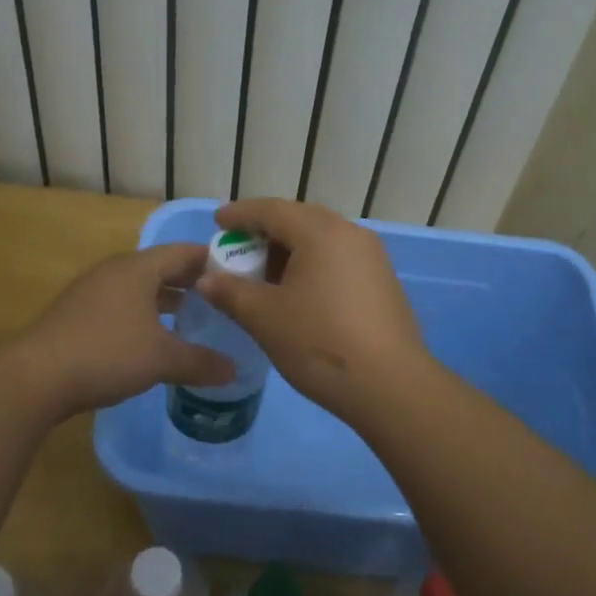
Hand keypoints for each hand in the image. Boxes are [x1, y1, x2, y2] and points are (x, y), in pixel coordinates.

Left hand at [16, 243, 235, 418]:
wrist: (36, 376)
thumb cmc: (106, 354)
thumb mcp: (161, 359)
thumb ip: (200, 362)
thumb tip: (233, 371)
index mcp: (138, 268)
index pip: (184, 252)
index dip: (213, 260)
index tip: (239, 274)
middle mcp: (115, 270)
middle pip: (162, 267)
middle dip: (192, 281)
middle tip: (222, 298)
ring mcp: (93, 291)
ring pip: (140, 287)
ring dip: (167, 299)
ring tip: (193, 317)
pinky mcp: (79, 313)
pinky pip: (122, 304)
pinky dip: (144, 314)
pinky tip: (153, 338)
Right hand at [197, 199, 432, 422]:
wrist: (390, 386)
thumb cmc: (319, 343)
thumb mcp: (265, 318)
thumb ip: (231, 292)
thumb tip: (205, 280)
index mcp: (321, 232)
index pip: (272, 210)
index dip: (241, 214)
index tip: (218, 222)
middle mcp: (350, 234)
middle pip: (299, 219)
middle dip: (265, 230)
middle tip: (238, 247)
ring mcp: (371, 257)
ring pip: (321, 240)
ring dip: (289, 249)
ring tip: (263, 273)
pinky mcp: (382, 281)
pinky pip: (337, 258)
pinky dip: (311, 264)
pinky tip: (297, 291)